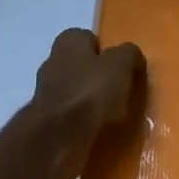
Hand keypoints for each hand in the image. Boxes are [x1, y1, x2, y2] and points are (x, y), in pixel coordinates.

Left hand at [29, 28, 145, 178]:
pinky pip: (72, 117)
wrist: (56, 139)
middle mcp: (53, 62)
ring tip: (115, 116)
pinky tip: (100, 132)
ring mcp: (47, 93)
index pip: (90, 39)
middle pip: (83, 66)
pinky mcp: (47, 122)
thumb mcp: (120, 64)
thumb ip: (129, 54)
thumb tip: (132, 55)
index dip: (108, 52)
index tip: (122, 68)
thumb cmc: (89, 92)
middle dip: (100, 78)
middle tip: (122, 92)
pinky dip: (84, 123)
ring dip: (92, 102)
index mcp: (68, 42)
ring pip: (78, 93)